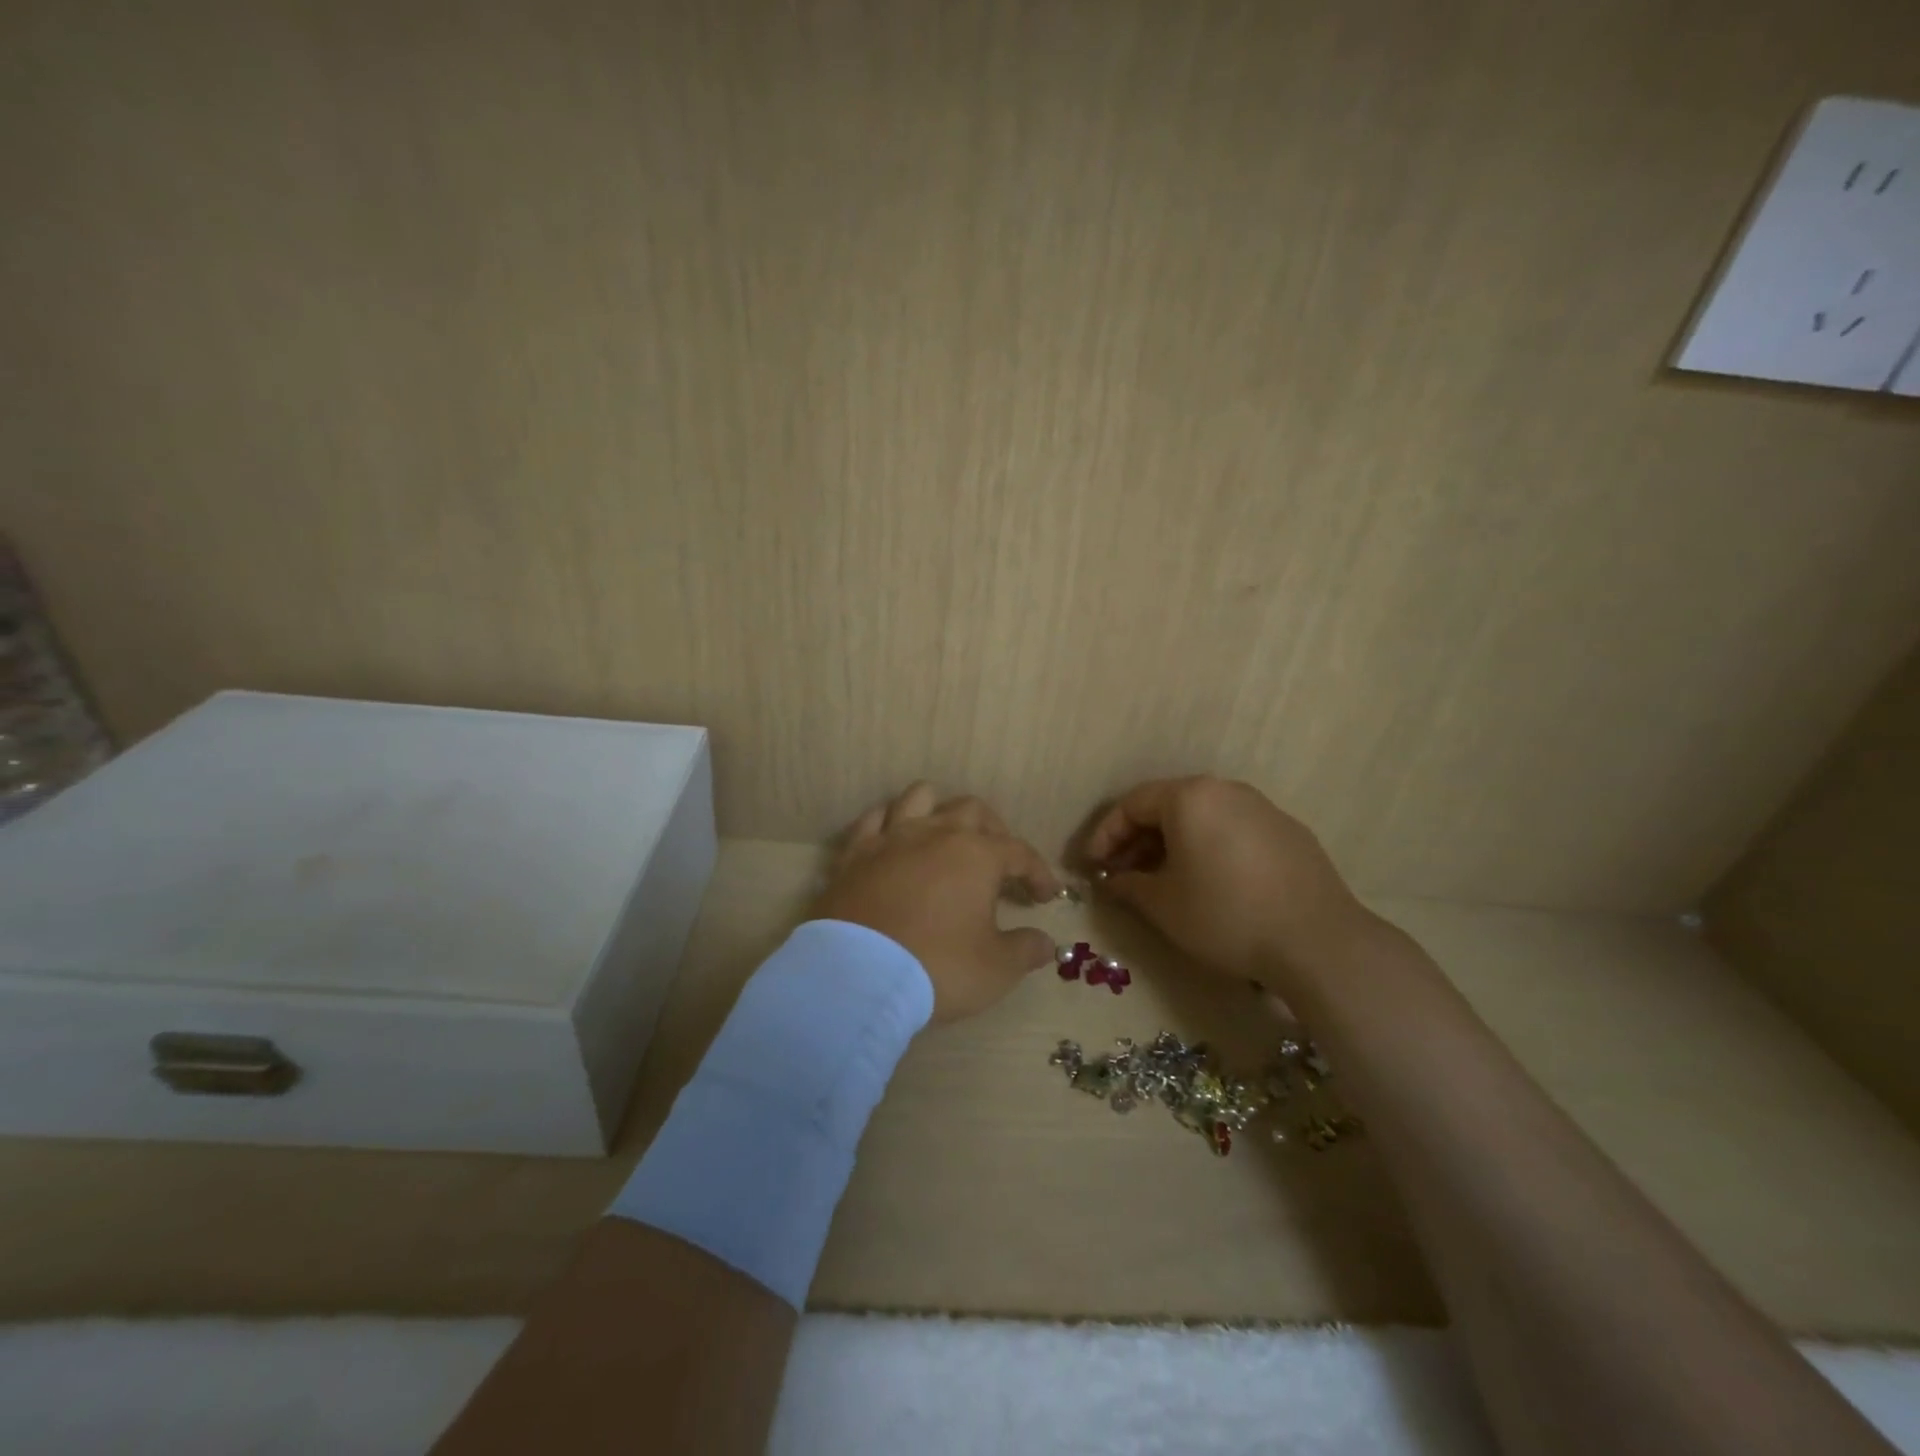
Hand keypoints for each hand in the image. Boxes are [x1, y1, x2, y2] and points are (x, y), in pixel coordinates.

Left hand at [813, 783, 1061, 1023]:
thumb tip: (1047, 943)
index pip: (1019, 852)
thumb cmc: (938, 967)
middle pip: (972, 811)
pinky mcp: (855, 854)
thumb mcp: (996, 968)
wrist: (857, 977)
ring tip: (946, 833)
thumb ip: (1025, 950)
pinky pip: (874, 819)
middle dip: (993, 831)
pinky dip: (889, 821)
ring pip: (920, 797)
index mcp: (976, 855)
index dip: (1037, 872)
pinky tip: (895, 836)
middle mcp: (936, 833)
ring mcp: (891, 839)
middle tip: (1000, 861)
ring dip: (940, 808)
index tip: (1045, 895)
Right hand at [1083, 776, 1374, 990]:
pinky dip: (1208, 848)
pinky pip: (1233, 830)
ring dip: (1172, 844)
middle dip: (1138, 839)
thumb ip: (1128, 885)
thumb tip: (1112, 880)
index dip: (1105, 835)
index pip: (1132, 804)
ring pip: (1202, 818)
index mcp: (1190, 797)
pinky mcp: (1289, 832)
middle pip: (1168, 806)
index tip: (1091, 865)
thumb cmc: (1225, 915)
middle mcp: (1226, 790)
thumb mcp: (1163, 905)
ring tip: (1161, 880)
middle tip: (1122, 873)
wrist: (1317, 942)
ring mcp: (1262, 808)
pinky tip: (1208, 882)